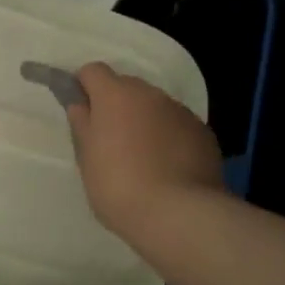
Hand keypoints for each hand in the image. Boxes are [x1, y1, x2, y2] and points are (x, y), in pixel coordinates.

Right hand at [66, 62, 224, 238]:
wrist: (178, 214)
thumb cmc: (118, 186)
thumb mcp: (87, 158)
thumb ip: (82, 125)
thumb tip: (80, 105)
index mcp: (115, 95)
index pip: (93, 71)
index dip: (84, 87)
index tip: (82, 111)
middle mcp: (150, 94)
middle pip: (126, 86)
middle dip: (116, 105)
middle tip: (110, 140)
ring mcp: (181, 112)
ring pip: (155, 106)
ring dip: (144, 120)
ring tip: (142, 158)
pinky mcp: (203, 133)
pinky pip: (178, 126)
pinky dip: (169, 137)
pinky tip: (167, 167)